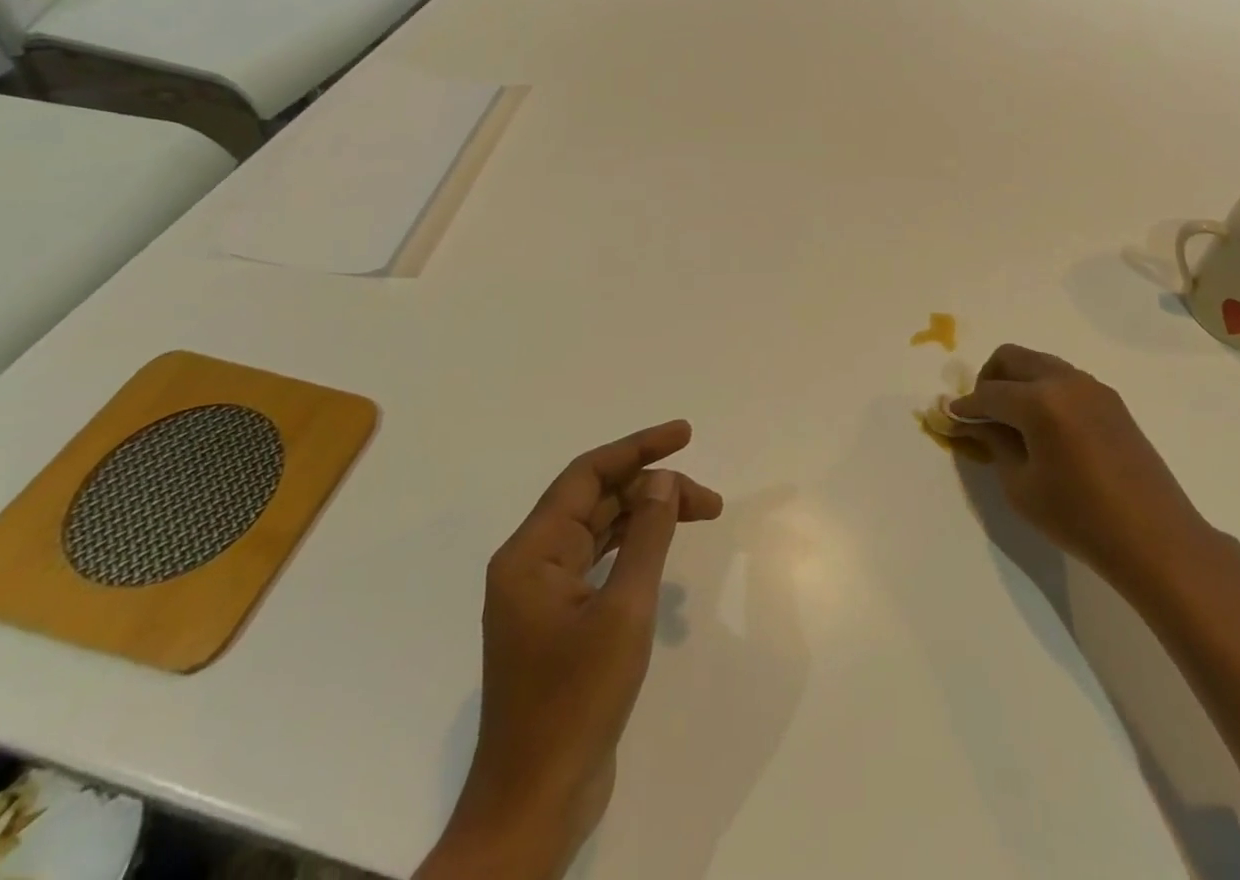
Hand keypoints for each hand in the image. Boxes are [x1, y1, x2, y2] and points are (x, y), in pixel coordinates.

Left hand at [417, 422, 723, 879]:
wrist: (534, 804)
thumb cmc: (575, 702)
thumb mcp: (623, 612)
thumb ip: (646, 537)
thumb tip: (663, 481)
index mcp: (532, 552)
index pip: (587, 475)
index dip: (638, 448)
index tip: (683, 434)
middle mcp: (531, 563)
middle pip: (596, 500)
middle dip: (652, 489)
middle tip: (708, 500)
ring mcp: (543, 594)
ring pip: (600, 530)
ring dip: (647, 517)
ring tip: (700, 514)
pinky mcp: (558, 621)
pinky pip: (598, 562)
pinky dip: (634, 549)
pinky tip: (664, 551)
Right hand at [950, 345, 1216, 594]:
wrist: (1157, 539)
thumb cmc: (1080, 519)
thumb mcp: (1022, 487)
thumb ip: (995, 444)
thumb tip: (976, 422)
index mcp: (1039, 401)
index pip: (988, 393)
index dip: (965, 407)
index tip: (950, 417)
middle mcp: (1065, 381)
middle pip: (1011, 358)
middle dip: (989, 379)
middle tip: (982, 414)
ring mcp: (1092, 387)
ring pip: (1039, 364)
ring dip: (1018, 382)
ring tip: (1013, 422)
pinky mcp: (1111, 400)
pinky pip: (1064, 379)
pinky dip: (1043, 390)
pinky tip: (1044, 428)